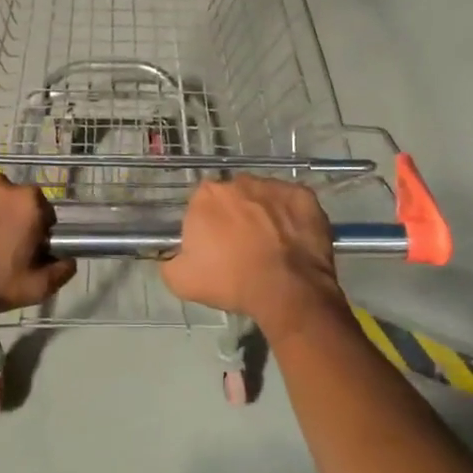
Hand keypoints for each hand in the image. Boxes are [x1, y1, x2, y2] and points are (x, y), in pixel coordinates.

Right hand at [161, 177, 343, 342]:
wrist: (287, 290)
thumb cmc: (231, 282)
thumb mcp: (181, 281)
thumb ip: (169, 261)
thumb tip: (172, 255)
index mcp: (206, 196)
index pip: (201, 205)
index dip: (208, 226)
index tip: (214, 247)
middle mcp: (239, 182)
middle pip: (233, 197)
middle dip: (235, 216)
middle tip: (242, 246)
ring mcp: (274, 186)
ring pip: (263, 197)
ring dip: (263, 213)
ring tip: (271, 245)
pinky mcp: (303, 195)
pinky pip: (292, 203)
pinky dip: (292, 216)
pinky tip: (292, 240)